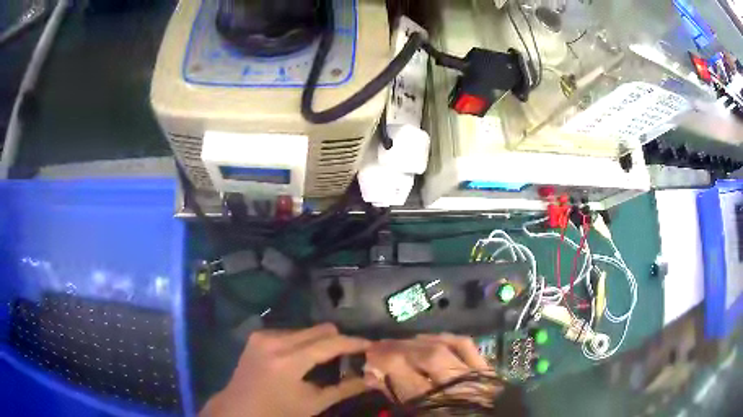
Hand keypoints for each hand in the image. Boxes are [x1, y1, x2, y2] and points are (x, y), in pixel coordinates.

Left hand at [201, 324, 370, 416]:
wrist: (239, 408)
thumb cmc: (278, 411)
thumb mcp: (313, 403)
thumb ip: (344, 389)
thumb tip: (372, 378)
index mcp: (288, 361)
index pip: (329, 344)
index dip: (353, 343)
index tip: (371, 344)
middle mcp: (274, 340)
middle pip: (318, 330)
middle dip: (338, 340)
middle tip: (351, 354)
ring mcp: (263, 335)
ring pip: (305, 329)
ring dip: (320, 341)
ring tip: (328, 358)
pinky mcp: (258, 335)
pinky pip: (291, 332)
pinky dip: (303, 342)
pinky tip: (304, 357)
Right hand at [364, 334, 497, 402]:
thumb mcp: (416, 415)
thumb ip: (396, 396)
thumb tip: (372, 374)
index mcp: (435, 405)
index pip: (406, 374)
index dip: (383, 360)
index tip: (369, 356)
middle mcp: (457, 388)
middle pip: (426, 356)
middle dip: (398, 348)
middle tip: (379, 347)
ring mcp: (475, 375)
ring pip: (444, 347)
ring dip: (416, 342)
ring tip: (398, 344)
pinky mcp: (487, 368)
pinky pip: (465, 344)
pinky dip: (445, 338)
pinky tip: (429, 338)